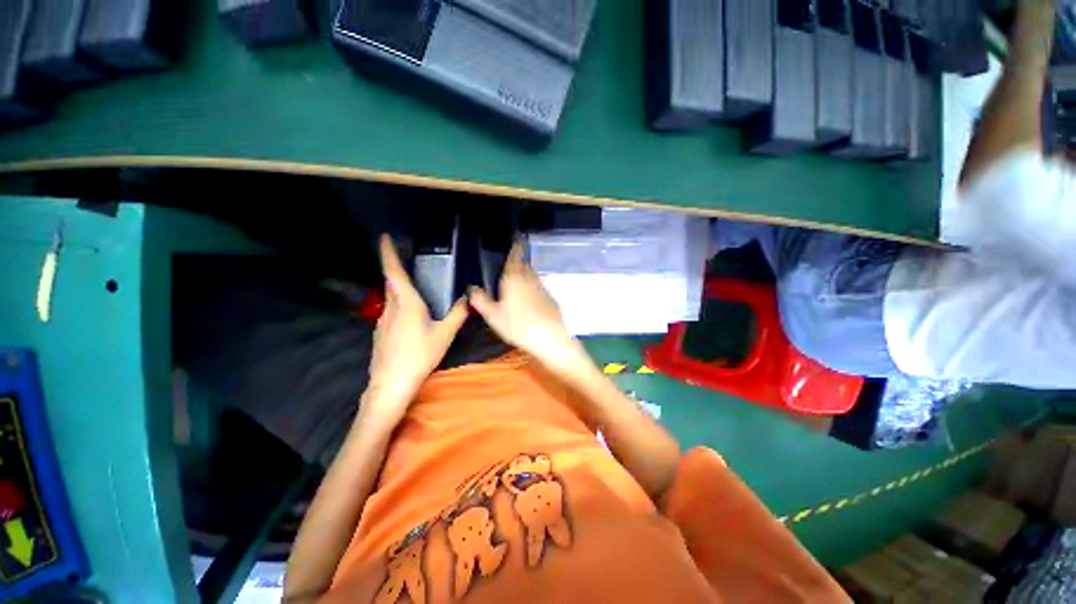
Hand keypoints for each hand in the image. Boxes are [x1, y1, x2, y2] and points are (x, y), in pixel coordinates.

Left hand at [365, 235, 468, 422]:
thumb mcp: (445, 334)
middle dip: (397, 269)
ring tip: (416, 289)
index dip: (389, 253)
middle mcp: (391, 307)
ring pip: (391, 297)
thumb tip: (468, 298)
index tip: (385, 237)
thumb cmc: (419, 355)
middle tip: (409, 261)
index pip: (394, 272)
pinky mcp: (381, 332)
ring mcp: (382, 320)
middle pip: (392, 283)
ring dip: (400, 288)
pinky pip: (391, 311)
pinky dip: (400, 305)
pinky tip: (412, 317)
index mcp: (406, 303)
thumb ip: (458, 314)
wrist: (391, 383)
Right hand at [469, 242, 584, 373]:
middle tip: (509, 271)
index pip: (515, 256)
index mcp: (514, 278)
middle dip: (517, 265)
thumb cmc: (518, 325)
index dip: (515, 248)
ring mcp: (542, 288)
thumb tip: (472, 288)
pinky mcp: (551, 298)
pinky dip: (533, 291)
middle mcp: (530, 278)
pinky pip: (539, 289)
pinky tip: (529, 304)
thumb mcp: (493, 316)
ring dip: (525, 278)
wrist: (549, 337)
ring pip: (532, 277)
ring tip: (517, 288)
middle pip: (523, 266)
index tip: (515, 239)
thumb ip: (481, 300)